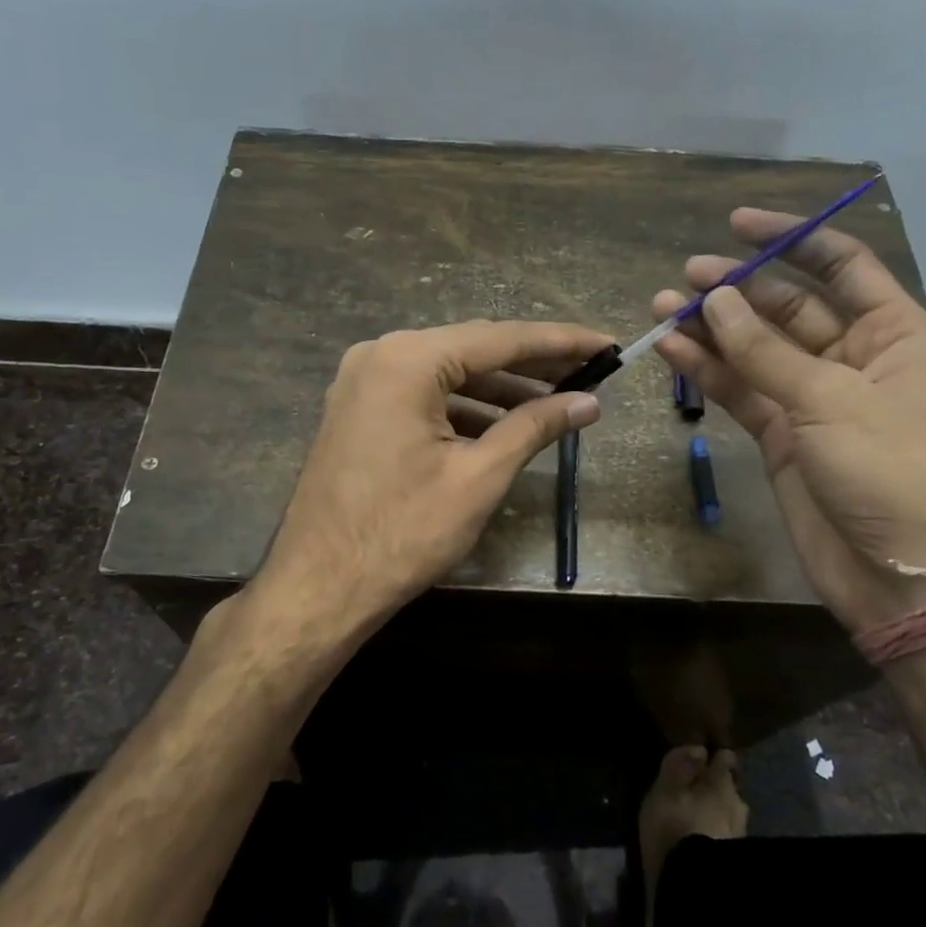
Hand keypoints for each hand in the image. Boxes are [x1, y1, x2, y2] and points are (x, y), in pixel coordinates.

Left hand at [252, 320, 611, 646]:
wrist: (319, 587)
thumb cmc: (403, 532)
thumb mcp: (479, 477)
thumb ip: (535, 427)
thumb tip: (588, 402)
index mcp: (408, 360)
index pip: (500, 339)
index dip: (559, 343)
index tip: (606, 344)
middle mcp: (380, 355)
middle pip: (472, 350)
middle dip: (532, 364)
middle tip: (590, 372)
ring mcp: (363, 382)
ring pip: (447, 374)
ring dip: (500, 389)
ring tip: (556, 401)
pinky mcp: (358, 410)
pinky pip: (423, 396)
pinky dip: (464, 408)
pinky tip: (502, 426)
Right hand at [653, 210, 925, 632]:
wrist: (902, 574)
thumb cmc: (889, 470)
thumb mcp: (830, 399)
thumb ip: (765, 351)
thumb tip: (717, 299)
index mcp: (892, 333)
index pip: (842, 265)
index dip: (793, 238)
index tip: (739, 224)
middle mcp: (853, 357)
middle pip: (788, 307)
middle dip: (739, 289)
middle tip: (687, 277)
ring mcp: (812, 397)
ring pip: (756, 350)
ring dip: (713, 329)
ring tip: (663, 307)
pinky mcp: (781, 435)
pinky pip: (741, 390)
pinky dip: (708, 371)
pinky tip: (672, 349)